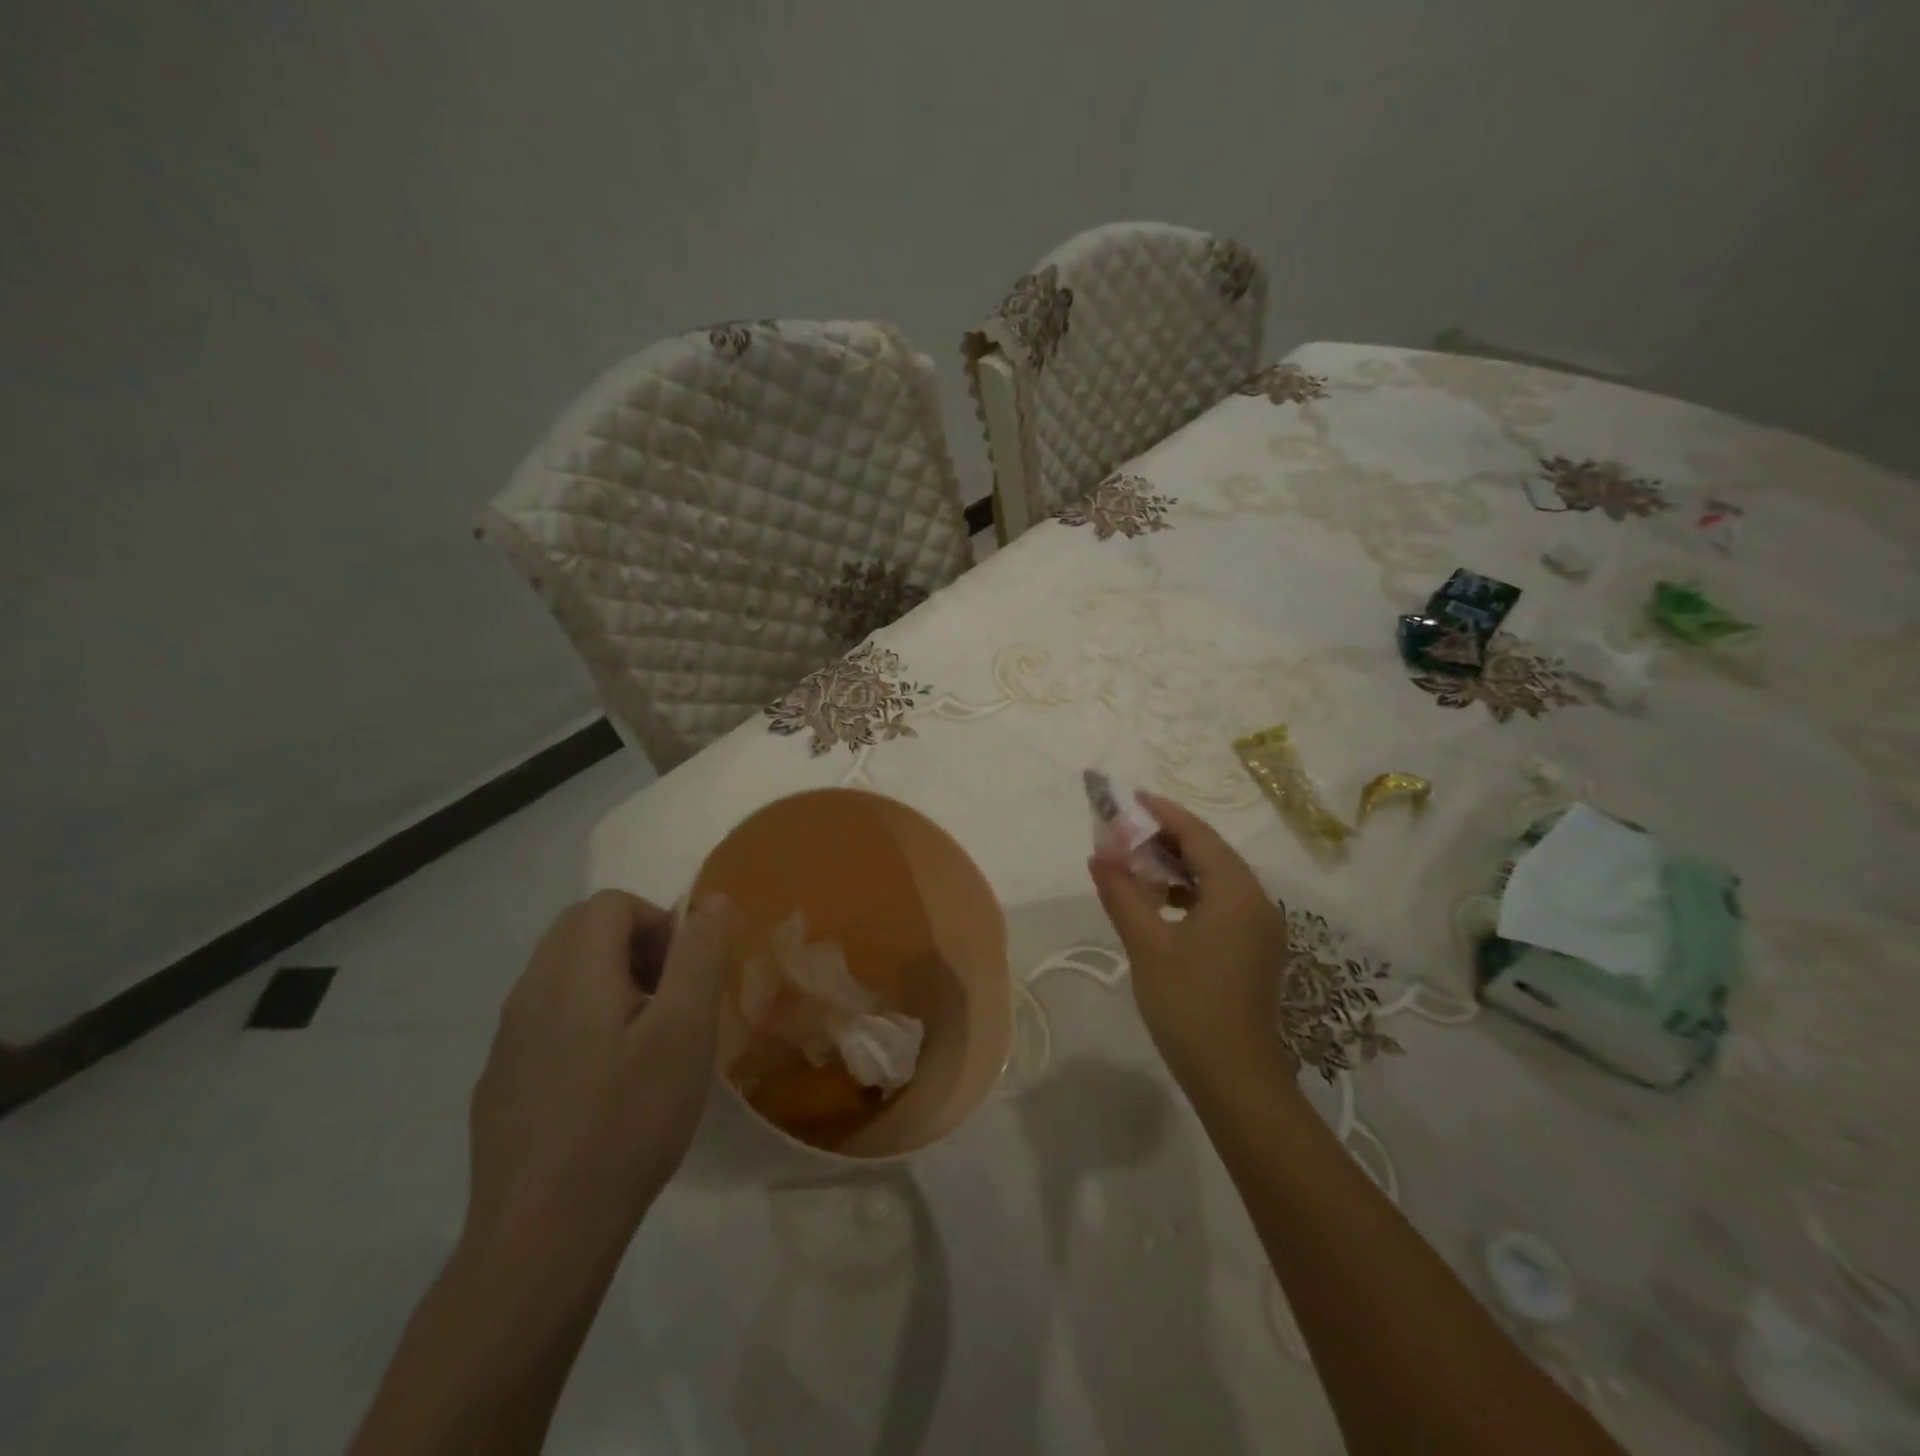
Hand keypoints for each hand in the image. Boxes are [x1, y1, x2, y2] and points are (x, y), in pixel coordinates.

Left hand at [465, 890, 738, 1264]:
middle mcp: (528, 993)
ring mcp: (506, 1040)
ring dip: (610, 980)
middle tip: (670, 997)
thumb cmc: (627, 1122)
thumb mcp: (684, 1031)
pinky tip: (606, 1081)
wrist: (540, 1237)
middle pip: (580, 930)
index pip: (611, 904)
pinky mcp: (500, 1080)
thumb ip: (699, 955)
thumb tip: (711, 900)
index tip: (685, 973)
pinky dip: (583, 1018)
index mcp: (571, 973)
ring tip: (646, 1038)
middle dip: (635, 944)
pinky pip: (544, 1018)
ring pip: (561, 973)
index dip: (658, 921)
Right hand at [1088, 793, 1294, 1084]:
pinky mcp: (1255, 950)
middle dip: (1168, 838)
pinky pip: (1222, 903)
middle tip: (1126, 831)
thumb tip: (1099, 855)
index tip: (1132, 799)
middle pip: (1211, 853)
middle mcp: (1257, 902)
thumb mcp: (1147, 944)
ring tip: (1137, 864)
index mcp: (1236, 893)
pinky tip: (1162, 903)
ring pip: (1217, 879)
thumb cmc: (1189, 1004)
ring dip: (1178, 867)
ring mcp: (1260, 928)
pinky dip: (1191, 893)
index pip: (1199, 836)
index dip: (1164, 813)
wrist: (1235, 1078)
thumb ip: (1122, 893)